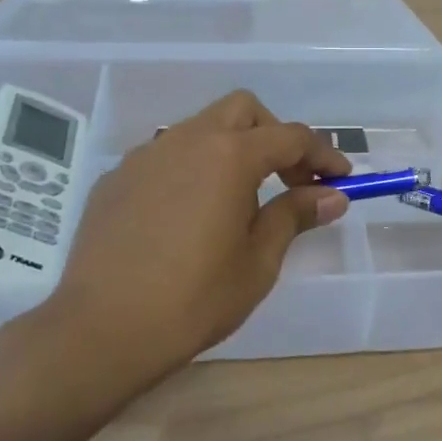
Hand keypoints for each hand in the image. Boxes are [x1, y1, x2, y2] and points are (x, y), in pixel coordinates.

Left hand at [20, 91, 350, 397]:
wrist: (102, 329)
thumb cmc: (194, 299)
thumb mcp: (258, 261)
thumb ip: (294, 216)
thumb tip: (331, 196)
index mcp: (229, 156)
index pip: (290, 137)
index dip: (322, 154)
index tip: (340, 179)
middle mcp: (186, 140)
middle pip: (243, 111)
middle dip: (275, 135)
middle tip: (290, 179)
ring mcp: (145, 156)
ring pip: (200, 128)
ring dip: (231, 149)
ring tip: (239, 199)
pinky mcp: (117, 178)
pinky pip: (166, 157)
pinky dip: (192, 169)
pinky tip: (189, 215)